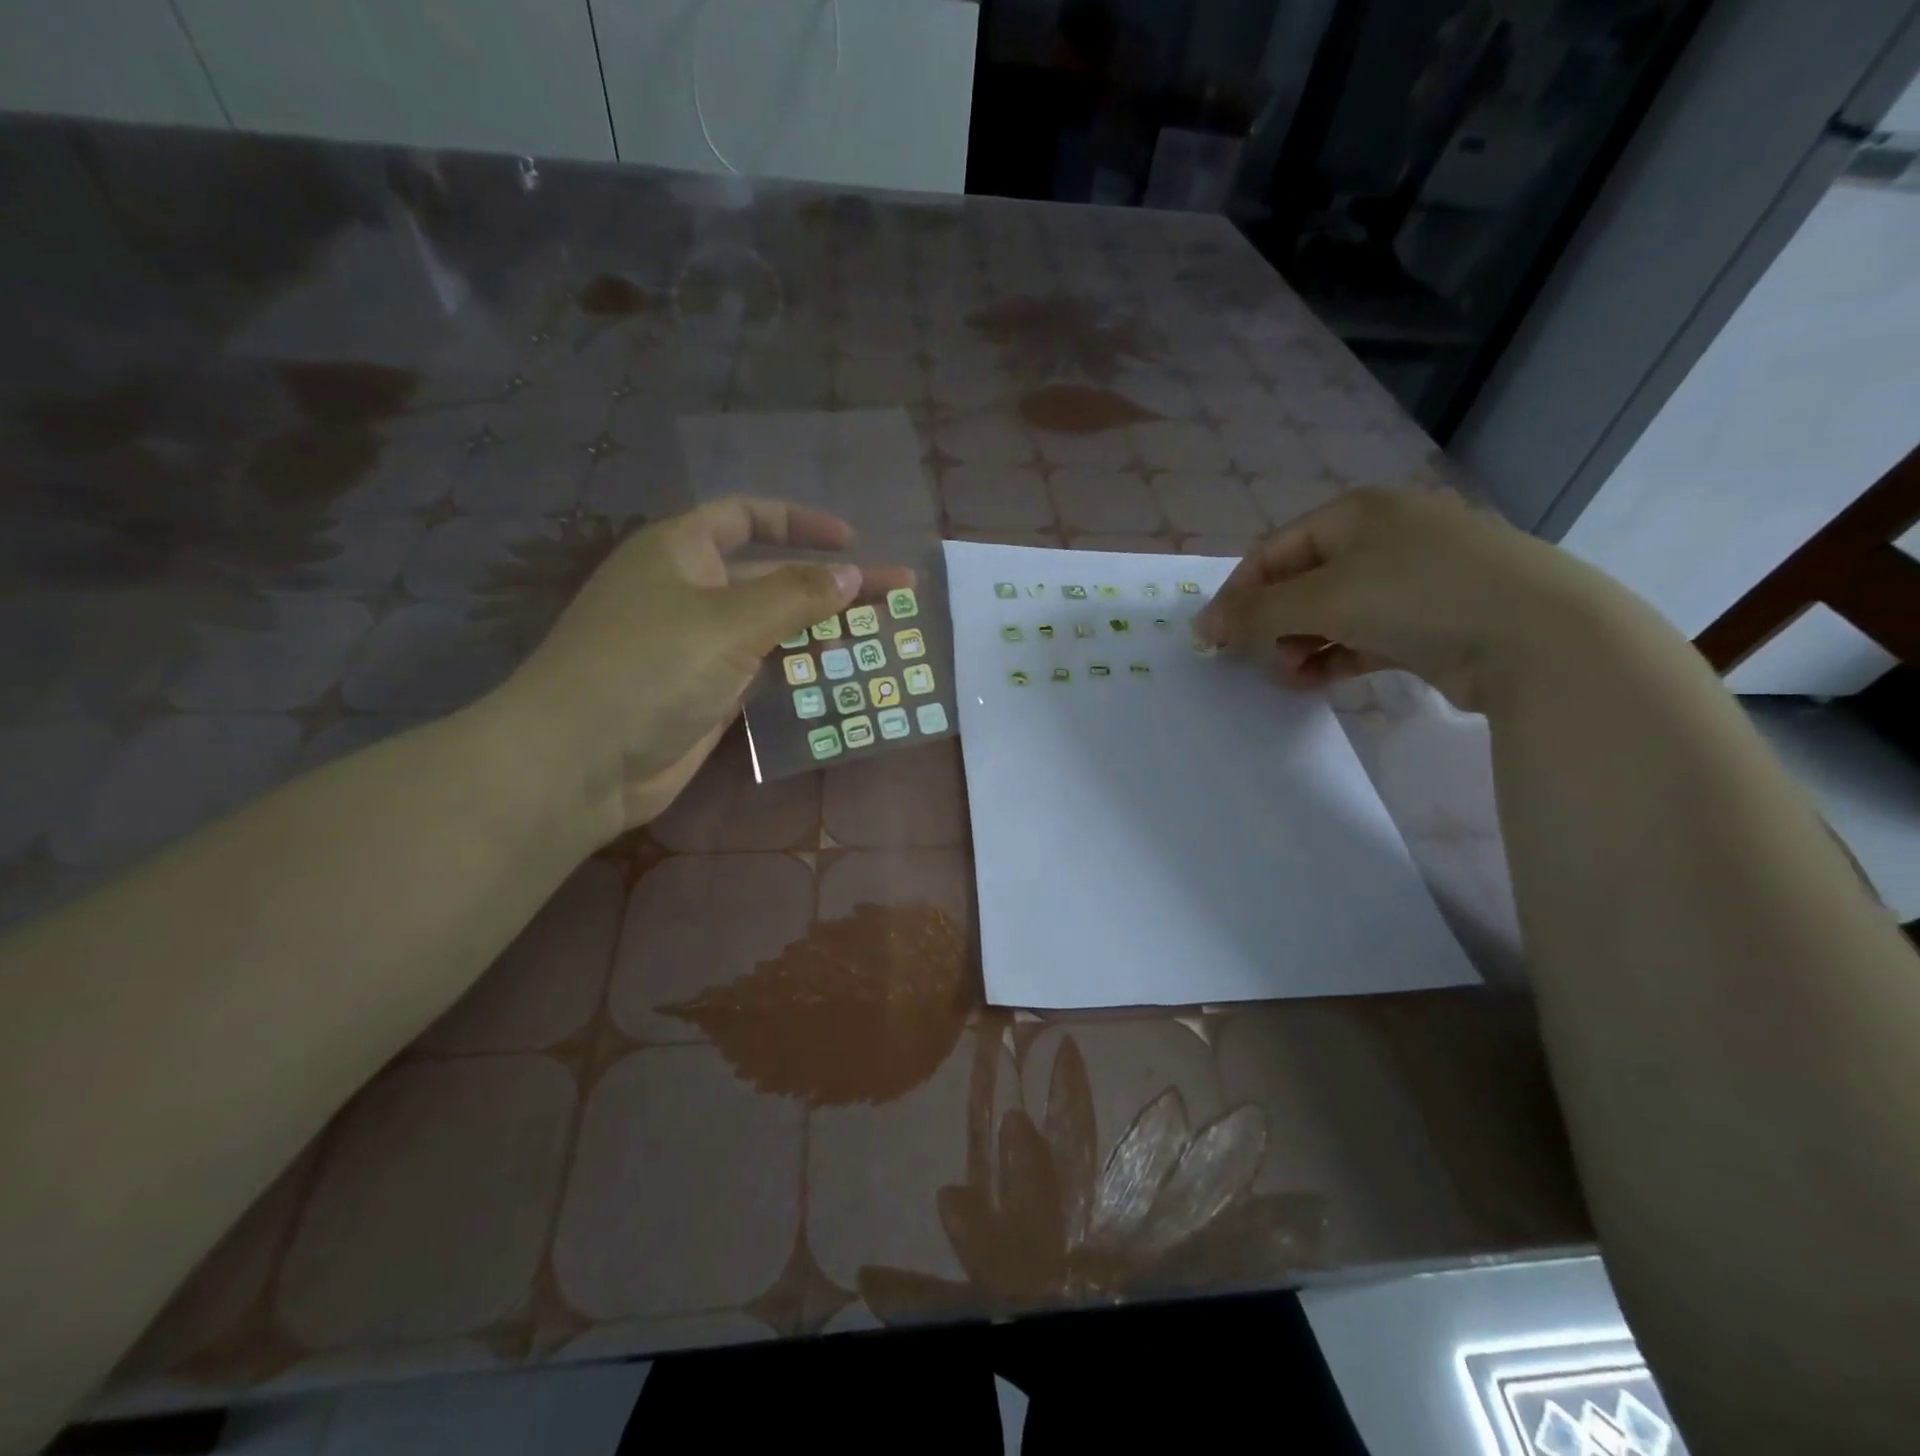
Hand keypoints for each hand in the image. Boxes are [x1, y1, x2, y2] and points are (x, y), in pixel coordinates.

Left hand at [494, 498, 904, 835]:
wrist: (581, 761)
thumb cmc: (649, 669)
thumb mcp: (728, 622)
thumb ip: (796, 595)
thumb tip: (852, 572)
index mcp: (680, 551)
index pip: (746, 517)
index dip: (800, 523)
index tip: (854, 542)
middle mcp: (689, 591)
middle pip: (772, 574)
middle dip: (831, 581)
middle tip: (897, 591)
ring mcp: (697, 646)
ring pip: (772, 626)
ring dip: (822, 627)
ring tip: (881, 632)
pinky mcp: (707, 692)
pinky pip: (764, 669)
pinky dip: (799, 667)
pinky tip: (841, 671)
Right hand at [1193, 489, 1620, 712]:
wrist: (1538, 636)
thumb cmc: (1417, 595)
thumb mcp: (1323, 598)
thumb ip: (1257, 613)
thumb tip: (1204, 627)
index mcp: (1357, 513)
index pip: (1275, 551)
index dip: (1238, 594)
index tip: (1212, 637)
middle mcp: (1385, 537)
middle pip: (1303, 582)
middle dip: (1274, 623)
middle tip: (1259, 658)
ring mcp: (1415, 579)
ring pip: (1334, 612)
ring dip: (1302, 644)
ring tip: (1291, 675)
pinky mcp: (1434, 620)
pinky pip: (1366, 636)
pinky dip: (1337, 656)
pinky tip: (1318, 680)